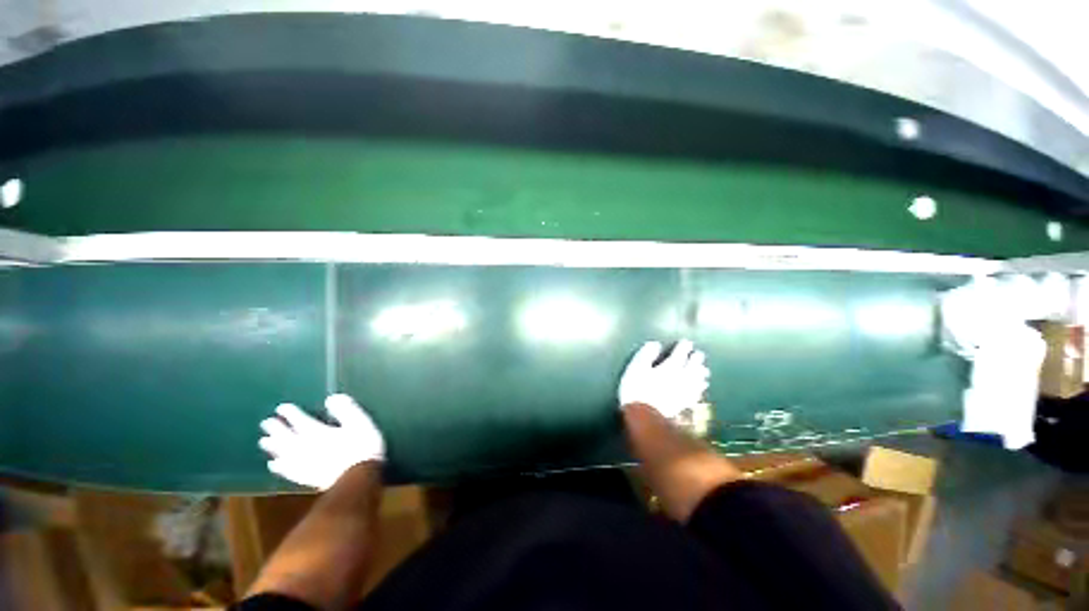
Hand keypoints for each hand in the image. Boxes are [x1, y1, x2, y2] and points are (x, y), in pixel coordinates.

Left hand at [258, 394, 384, 489]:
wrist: (361, 483)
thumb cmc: (362, 451)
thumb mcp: (360, 423)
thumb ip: (345, 409)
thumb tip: (331, 399)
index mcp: (314, 429)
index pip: (295, 416)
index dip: (287, 411)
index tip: (282, 408)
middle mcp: (303, 444)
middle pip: (283, 434)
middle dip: (274, 428)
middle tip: (265, 423)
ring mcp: (303, 463)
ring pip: (282, 452)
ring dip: (272, 447)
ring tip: (263, 442)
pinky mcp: (306, 478)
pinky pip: (288, 472)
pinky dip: (279, 468)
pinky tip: (273, 466)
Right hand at [618, 340, 709, 419]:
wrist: (644, 417)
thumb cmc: (637, 390)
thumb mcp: (636, 368)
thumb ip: (646, 354)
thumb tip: (655, 344)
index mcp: (671, 365)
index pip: (681, 351)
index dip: (684, 345)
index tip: (685, 342)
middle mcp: (682, 376)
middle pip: (694, 365)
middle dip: (697, 358)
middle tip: (699, 355)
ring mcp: (685, 391)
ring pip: (698, 379)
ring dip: (701, 374)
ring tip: (704, 371)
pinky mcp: (684, 404)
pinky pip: (695, 395)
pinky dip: (699, 390)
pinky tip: (701, 390)